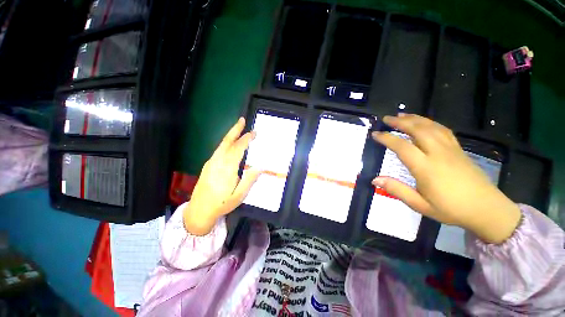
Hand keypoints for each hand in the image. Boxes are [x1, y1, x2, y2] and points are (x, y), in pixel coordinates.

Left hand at [183, 118, 260, 235]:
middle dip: (235, 130)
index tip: (253, 133)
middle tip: (242, 120)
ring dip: (230, 135)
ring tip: (238, 129)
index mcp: (227, 169)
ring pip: (221, 145)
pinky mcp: (208, 165)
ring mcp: (211, 163)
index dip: (246, 139)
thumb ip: (249, 179)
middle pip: (227, 142)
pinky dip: (226, 143)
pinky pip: (218, 150)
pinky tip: (230, 144)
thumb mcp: (239, 195)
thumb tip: (260, 167)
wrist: (199, 210)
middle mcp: (217, 162)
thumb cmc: (222, 204)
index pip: (238, 149)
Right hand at [372, 114, 520, 243]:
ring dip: (415, 119)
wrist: (487, 209)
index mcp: (426, 168)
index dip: (386, 138)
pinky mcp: (459, 149)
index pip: (402, 147)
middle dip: (400, 122)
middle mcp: (438, 153)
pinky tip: (424, 123)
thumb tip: (374, 179)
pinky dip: (430, 123)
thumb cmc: (451, 209)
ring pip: (431, 127)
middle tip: (386, 118)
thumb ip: (397, 190)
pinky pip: (443, 130)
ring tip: (402, 115)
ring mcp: (451, 149)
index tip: (375, 134)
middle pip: (418, 130)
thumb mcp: (420, 204)